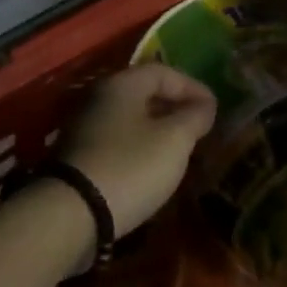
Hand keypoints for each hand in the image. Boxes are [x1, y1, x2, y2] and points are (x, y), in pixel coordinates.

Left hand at [59, 64, 216, 235]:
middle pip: (144, 93)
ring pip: (130, 119)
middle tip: (199, 128)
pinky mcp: (79, 156)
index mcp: (121, 85)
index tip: (214, 109)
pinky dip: (140, 147)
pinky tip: (153, 167)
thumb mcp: (174, 140)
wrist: (72, 214)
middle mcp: (99, 98)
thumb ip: (194, 116)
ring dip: (158, 129)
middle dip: (175, 107)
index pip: (163, 71)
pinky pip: (118, 141)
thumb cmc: (131, 167)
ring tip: (181, 149)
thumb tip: (204, 105)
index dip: (193, 87)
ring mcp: (85, 128)